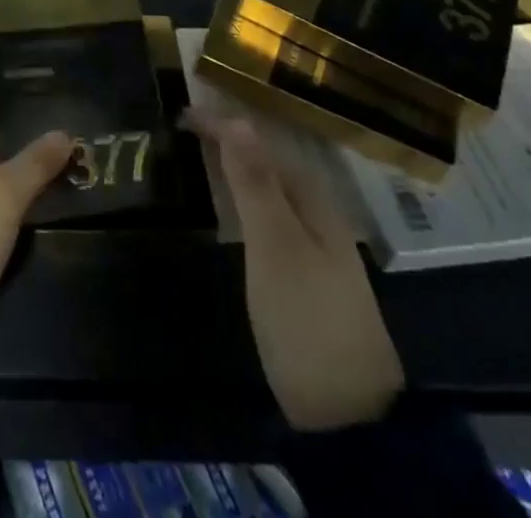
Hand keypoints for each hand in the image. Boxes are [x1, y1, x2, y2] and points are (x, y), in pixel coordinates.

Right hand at [185, 108, 404, 431]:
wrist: (349, 417)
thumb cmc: (307, 319)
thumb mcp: (275, 246)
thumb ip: (256, 183)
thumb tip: (236, 117)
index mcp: (312, 200)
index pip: (262, 143)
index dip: (223, 125)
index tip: (181, 113)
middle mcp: (316, 215)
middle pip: (269, 162)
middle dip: (231, 138)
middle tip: (185, 125)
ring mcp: (312, 248)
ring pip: (269, 189)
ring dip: (237, 166)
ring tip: (200, 152)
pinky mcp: (302, 276)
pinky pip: (267, 215)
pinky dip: (243, 198)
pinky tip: (229, 205)